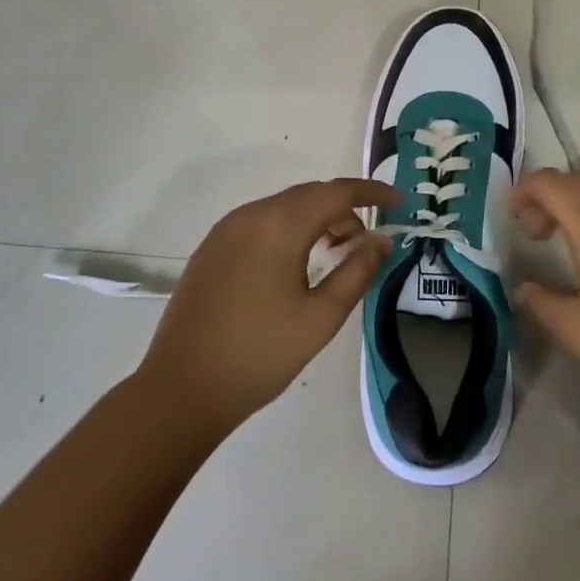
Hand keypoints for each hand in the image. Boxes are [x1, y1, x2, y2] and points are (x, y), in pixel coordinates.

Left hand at [136, 179, 398, 436]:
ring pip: (285, 206)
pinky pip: (261, 220)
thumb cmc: (259, 355)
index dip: (372, 193)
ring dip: (316, 219)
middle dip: (344, 209)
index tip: (398, 203)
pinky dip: (289, 228)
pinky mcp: (212, 246)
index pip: (337, 192)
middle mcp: (252, 214)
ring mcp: (227, 228)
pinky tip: (295, 263)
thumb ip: (357, 271)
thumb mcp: (321, 318)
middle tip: (366, 243)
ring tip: (334, 254)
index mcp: (280, 225)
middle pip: (310, 194)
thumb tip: (383, 240)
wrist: (181, 389)